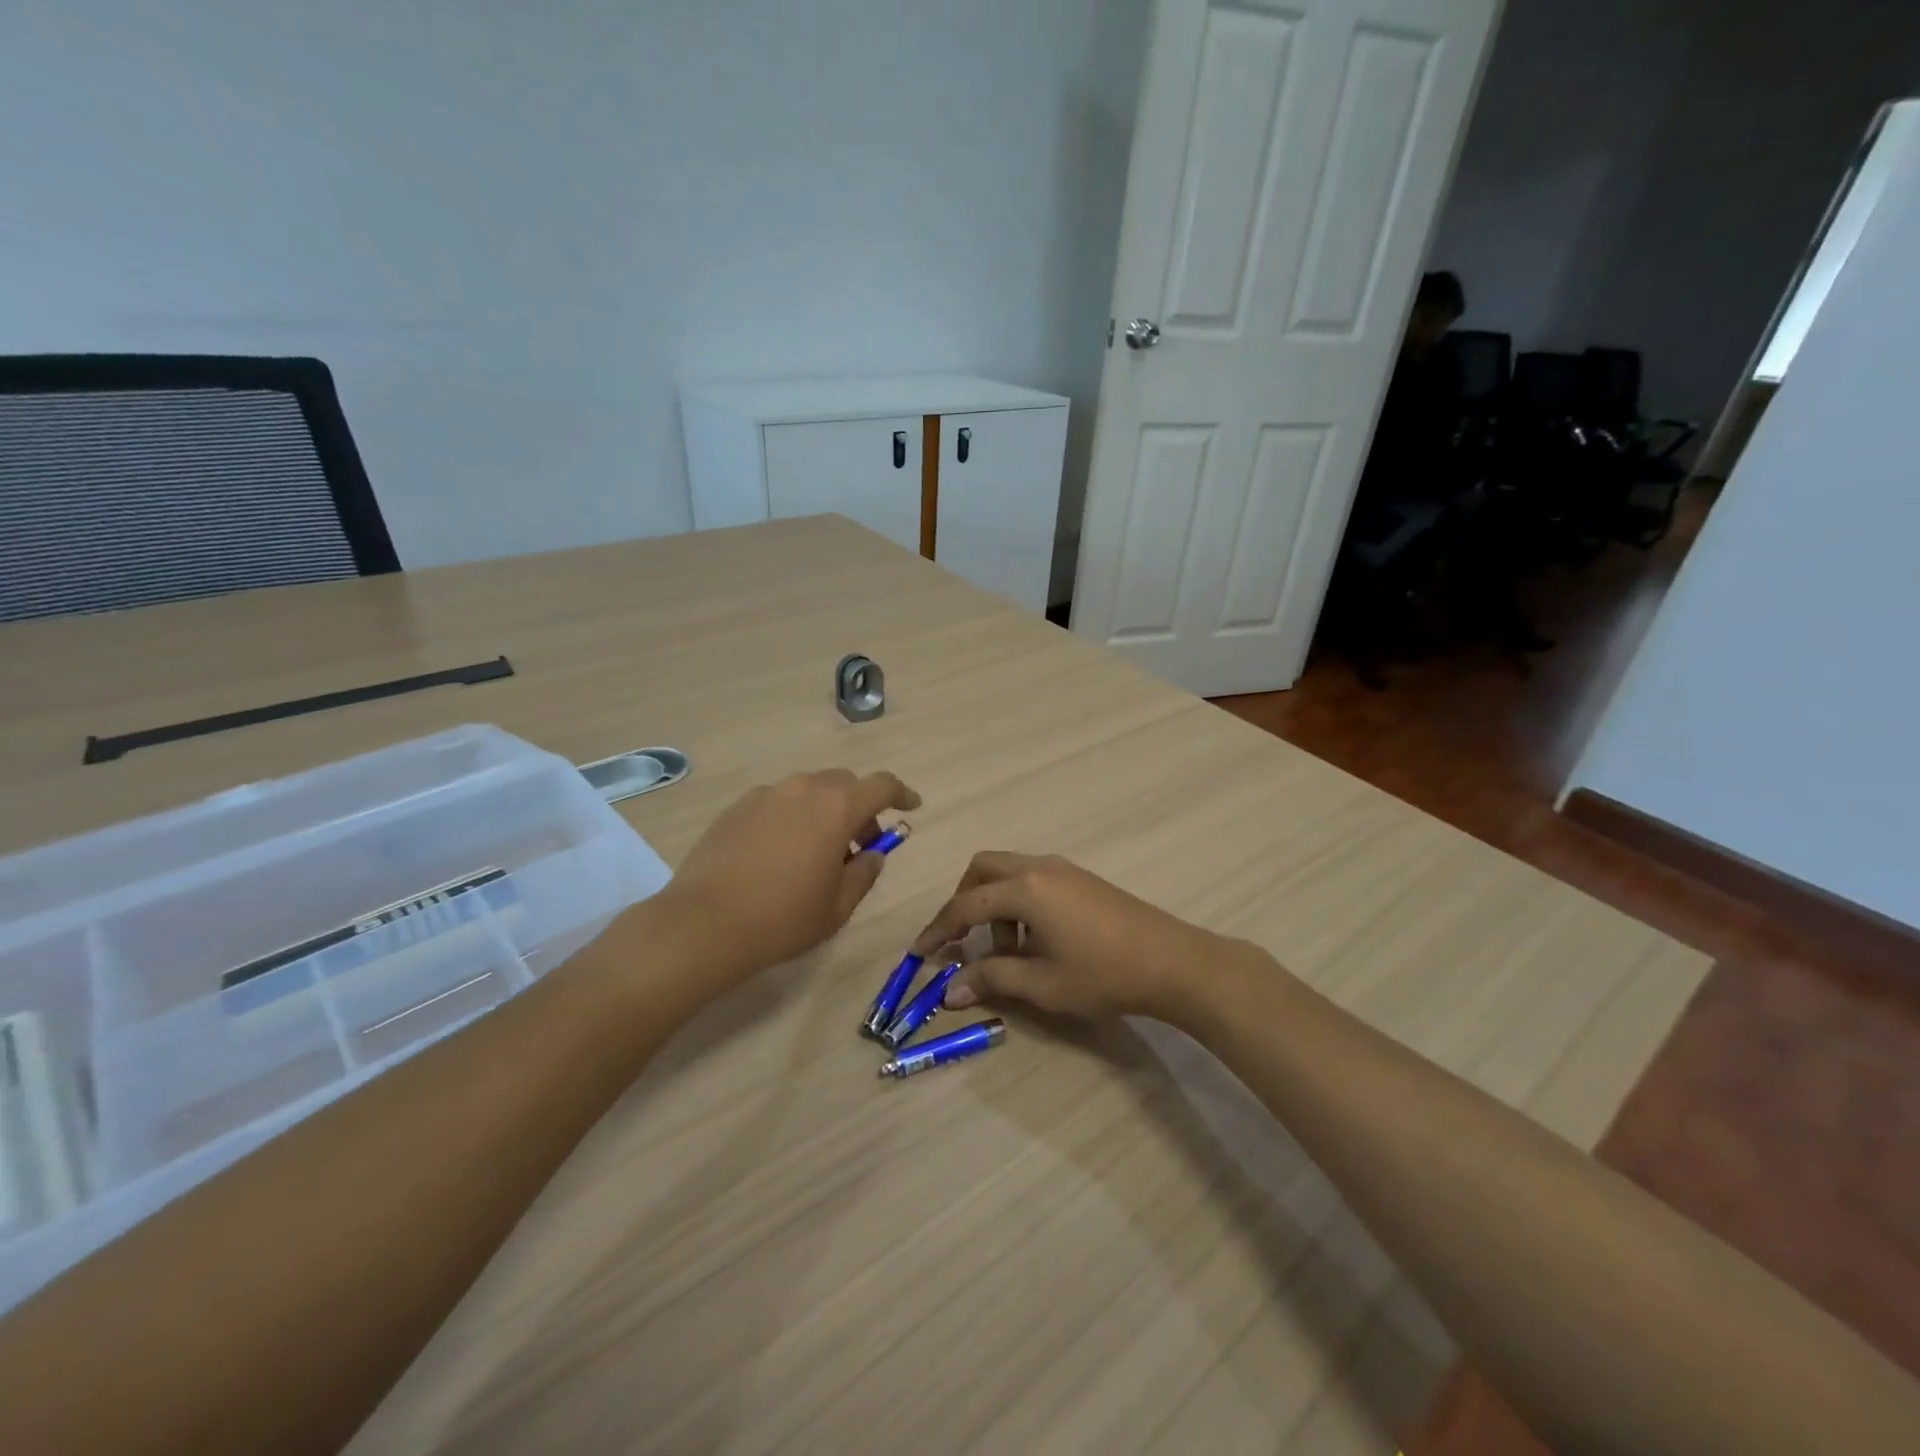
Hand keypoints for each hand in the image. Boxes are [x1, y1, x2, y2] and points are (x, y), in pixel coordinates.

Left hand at [665, 769, 920, 979]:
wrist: (703, 924)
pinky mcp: (737, 807)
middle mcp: (803, 789)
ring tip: (817, 850)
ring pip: (809, 790)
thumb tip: (873, 854)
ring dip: (825, 810)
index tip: (911, 807)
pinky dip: (792, 816)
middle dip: (860, 807)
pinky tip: (780, 852)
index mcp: (836, 808)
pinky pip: (778, 802)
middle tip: (860, 843)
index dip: (902, 794)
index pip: (882, 785)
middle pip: (844, 784)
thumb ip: (865, 873)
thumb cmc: (782, 918)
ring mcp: (766, 794)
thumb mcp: (838, 907)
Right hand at [910, 852, 1257, 1023]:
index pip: (965, 905)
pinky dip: (1019, 902)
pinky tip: (1035, 940)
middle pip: (983, 869)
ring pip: (1010, 872)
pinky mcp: (1081, 879)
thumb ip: (991, 980)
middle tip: (961, 940)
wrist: (1172, 961)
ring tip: (1007, 951)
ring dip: (994, 904)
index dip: (939, 930)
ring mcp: (1064, 869)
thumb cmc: (1102, 974)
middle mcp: (1039, 867)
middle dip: (963, 901)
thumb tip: (950, 990)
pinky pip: (1033, 879)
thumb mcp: (1041, 983)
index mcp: (1024, 888)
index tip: (919, 953)